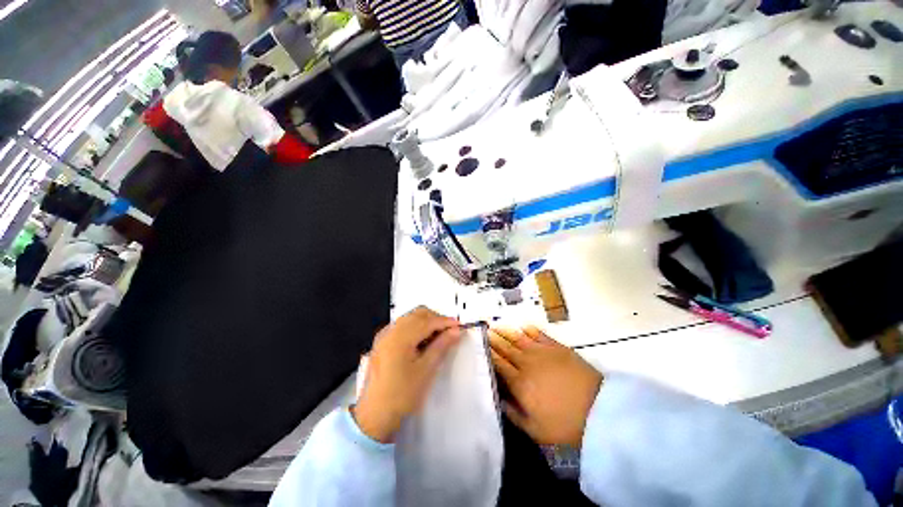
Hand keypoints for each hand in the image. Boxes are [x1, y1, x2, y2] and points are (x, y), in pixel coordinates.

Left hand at [352, 307, 460, 442]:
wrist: (374, 416)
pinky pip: (402, 326)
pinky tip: (422, 341)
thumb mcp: (425, 370)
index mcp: (400, 337)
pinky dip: (415, 327)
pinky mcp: (382, 342)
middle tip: (449, 332)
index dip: (445, 321)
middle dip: (435, 319)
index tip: (459, 326)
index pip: (427, 321)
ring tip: (438, 337)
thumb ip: (441, 346)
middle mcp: (390, 331)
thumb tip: (456, 331)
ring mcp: (384, 335)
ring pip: (410, 318)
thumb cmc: (402, 395)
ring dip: (426, 322)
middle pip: (418, 314)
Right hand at [489, 326, 602, 447]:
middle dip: (493, 339)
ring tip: (496, 325)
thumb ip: (512, 413)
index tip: (479, 344)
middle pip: (506, 348)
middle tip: (484, 330)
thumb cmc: (565, 424)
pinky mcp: (557, 347)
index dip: (488, 353)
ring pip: (519, 338)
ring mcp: (542, 352)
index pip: (498, 363)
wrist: (599, 411)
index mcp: (519, 382)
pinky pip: (539, 334)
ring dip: (506, 331)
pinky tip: (523, 325)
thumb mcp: (535, 429)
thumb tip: (497, 397)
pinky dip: (530, 329)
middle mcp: (527, 362)